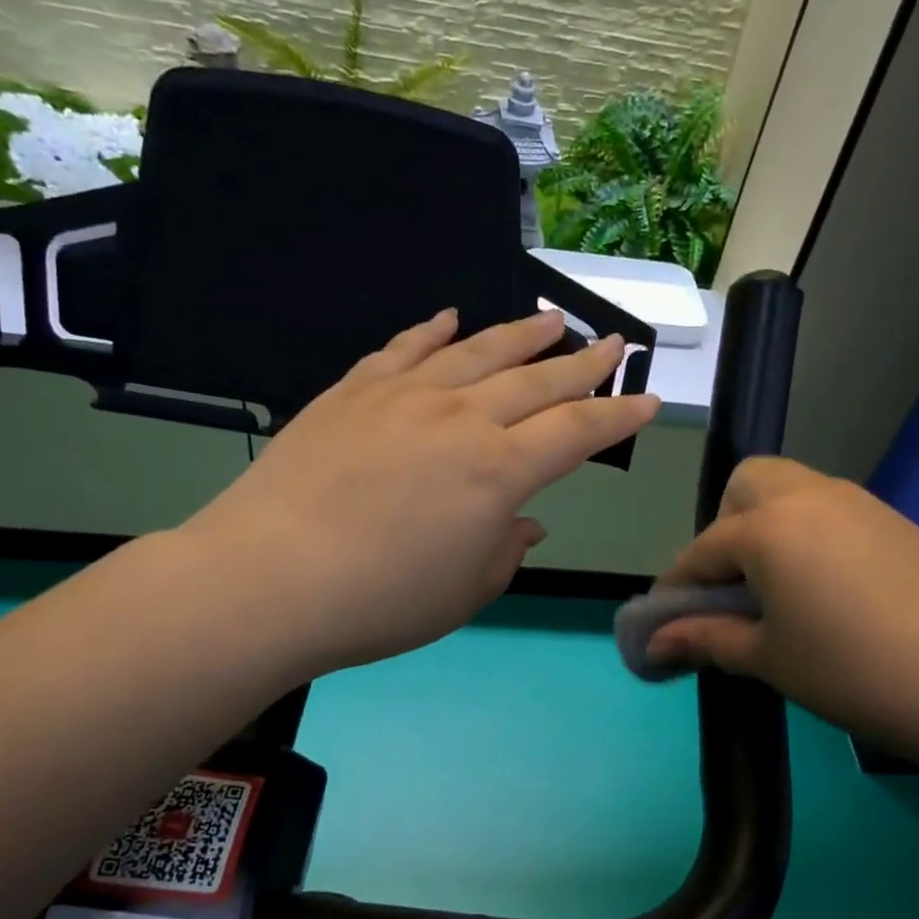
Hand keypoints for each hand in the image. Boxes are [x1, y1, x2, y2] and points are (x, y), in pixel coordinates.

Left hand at [180, 310, 657, 676]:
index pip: (576, 432)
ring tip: (550, 318)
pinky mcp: (353, 391)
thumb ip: (505, 550)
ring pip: (476, 352)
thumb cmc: (381, 601)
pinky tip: (449, 317)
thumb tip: (525, 521)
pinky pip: (402, 348)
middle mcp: (461, 418)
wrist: (271, 577)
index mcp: (499, 471)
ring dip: (519, 334)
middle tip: (612, 343)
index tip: (647, 401)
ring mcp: (404, 396)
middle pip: (536, 380)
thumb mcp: (465, 592)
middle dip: (582, 363)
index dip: (616, 417)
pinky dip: (431, 330)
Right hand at [647, 457, 918, 768]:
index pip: (702, 550)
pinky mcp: (896, 521)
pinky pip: (830, 512)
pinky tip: (827, 593)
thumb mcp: (770, 659)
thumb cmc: (856, 671)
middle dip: (724, 530)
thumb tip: (654, 643)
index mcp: (768, 527)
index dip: (677, 589)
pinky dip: (808, 537)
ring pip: (791, 492)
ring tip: (778, 594)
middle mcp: (809, 496)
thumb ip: (706, 639)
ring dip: (766, 529)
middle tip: (734, 589)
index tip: (665, 626)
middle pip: (746, 486)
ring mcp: (859, 503)